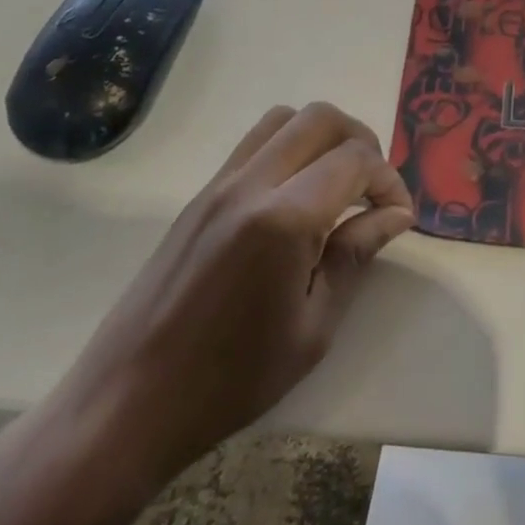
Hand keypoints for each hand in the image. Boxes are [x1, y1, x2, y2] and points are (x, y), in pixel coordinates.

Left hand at [12, 102, 415, 517]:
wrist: (125, 405)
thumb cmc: (230, 379)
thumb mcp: (313, 328)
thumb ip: (356, 255)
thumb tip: (396, 214)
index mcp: (283, 219)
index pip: (355, 160)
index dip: (389, 180)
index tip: (399, 216)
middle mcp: (250, 184)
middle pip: (321, 119)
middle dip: (362, 142)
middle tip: (373, 189)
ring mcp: (218, 185)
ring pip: (284, 119)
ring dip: (323, 137)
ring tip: (338, 184)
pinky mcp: (199, 196)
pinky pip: (254, 144)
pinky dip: (289, 148)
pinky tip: (297, 197)